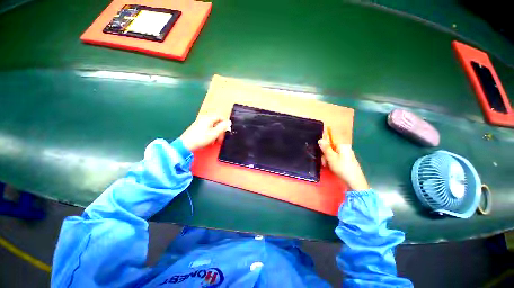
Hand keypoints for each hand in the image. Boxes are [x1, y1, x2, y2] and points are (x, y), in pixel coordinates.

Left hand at [180, 116, 231, 150]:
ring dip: (216, 133)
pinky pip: (207, 128)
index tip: (227, 131)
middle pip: (216, 122)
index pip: (220, 117)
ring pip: (212, 126)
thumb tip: (229, 122)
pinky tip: (209, 140)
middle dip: (220, 130)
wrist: (186, 144)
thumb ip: (222, 127)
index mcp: (208, 118)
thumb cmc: (201, 138)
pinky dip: (210, 133)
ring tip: (215, 141)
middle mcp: (204, 118)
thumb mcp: (214, 133)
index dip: (225, 123)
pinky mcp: (196, 128)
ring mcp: (199, 123)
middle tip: (221, 138)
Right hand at [318, 139, 369, 190]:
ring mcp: (347, 154)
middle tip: (324, 162)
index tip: (321, 153)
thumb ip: (325, 148)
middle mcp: (345, 148)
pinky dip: (333, 162)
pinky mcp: (347, 161)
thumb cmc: (342, 167)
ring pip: (333, 153)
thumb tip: (320, 139)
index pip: (330, 141)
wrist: (354, 181)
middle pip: (331, 148)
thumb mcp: (331, 157)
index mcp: (342, 145)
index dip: (324, 147)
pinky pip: (337, 158)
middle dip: (325, 154)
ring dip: (328, 159)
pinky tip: (332, 167)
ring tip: (327, 166)